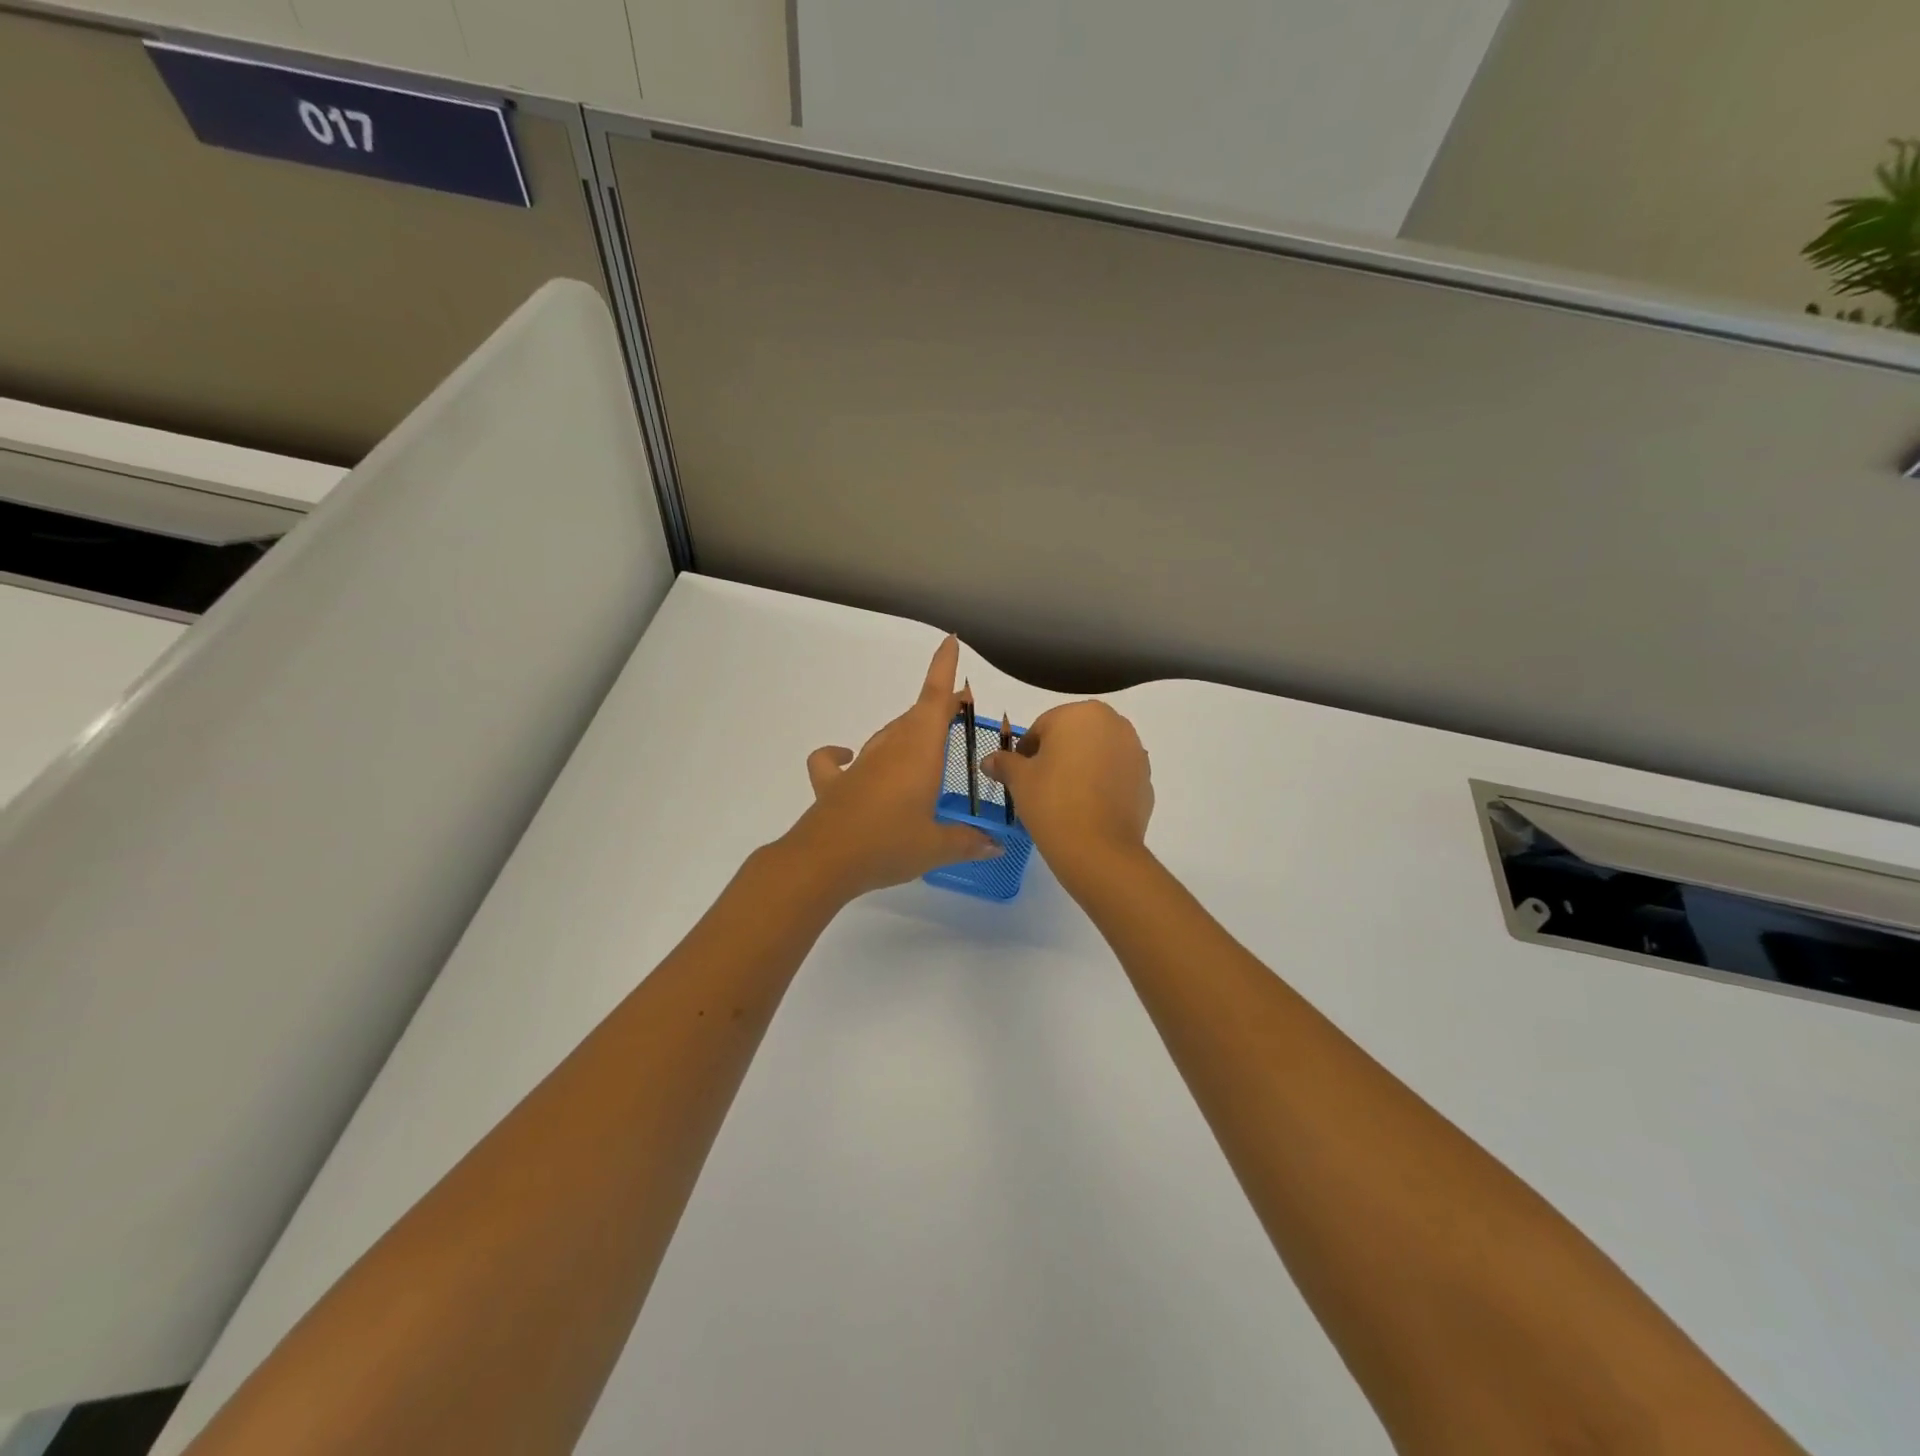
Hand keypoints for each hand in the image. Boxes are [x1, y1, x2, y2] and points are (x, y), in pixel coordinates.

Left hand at [785, 636, 1001, 899]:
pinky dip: (841, 754)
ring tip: (923, 747)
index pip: (935, 701)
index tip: (949, 641)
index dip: (943, 669)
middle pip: (915, 717)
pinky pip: (836, 760)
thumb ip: (968, 842)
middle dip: (938, 709)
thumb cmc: (888, 845)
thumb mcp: (936, 847)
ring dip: (906, 733)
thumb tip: (995, 846)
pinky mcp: (832, 782)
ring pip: (887, 736)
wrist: (824, 861)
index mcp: (919, 753)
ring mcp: (859, 764)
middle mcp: (890, 749)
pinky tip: (849, 760)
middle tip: (958, 713)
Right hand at [982, 701, 1152, 885]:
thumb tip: (989, 761)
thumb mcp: (1019, 780)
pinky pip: (1115, 776)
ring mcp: (1135, 752)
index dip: (1026, 752)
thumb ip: (1004, 763)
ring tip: (1064, 800)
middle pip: (1073, 737)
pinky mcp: (1146, 780)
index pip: (1042, 727)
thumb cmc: (1052, 802)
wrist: (1098, 850)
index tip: (1018, 776)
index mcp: (1081, 714)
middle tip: (1040, 787)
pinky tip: (1087, 810)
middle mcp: (1114, 724)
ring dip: (1081, 769)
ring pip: (1097, 755)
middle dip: (1056, 756)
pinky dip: (1101, 786)